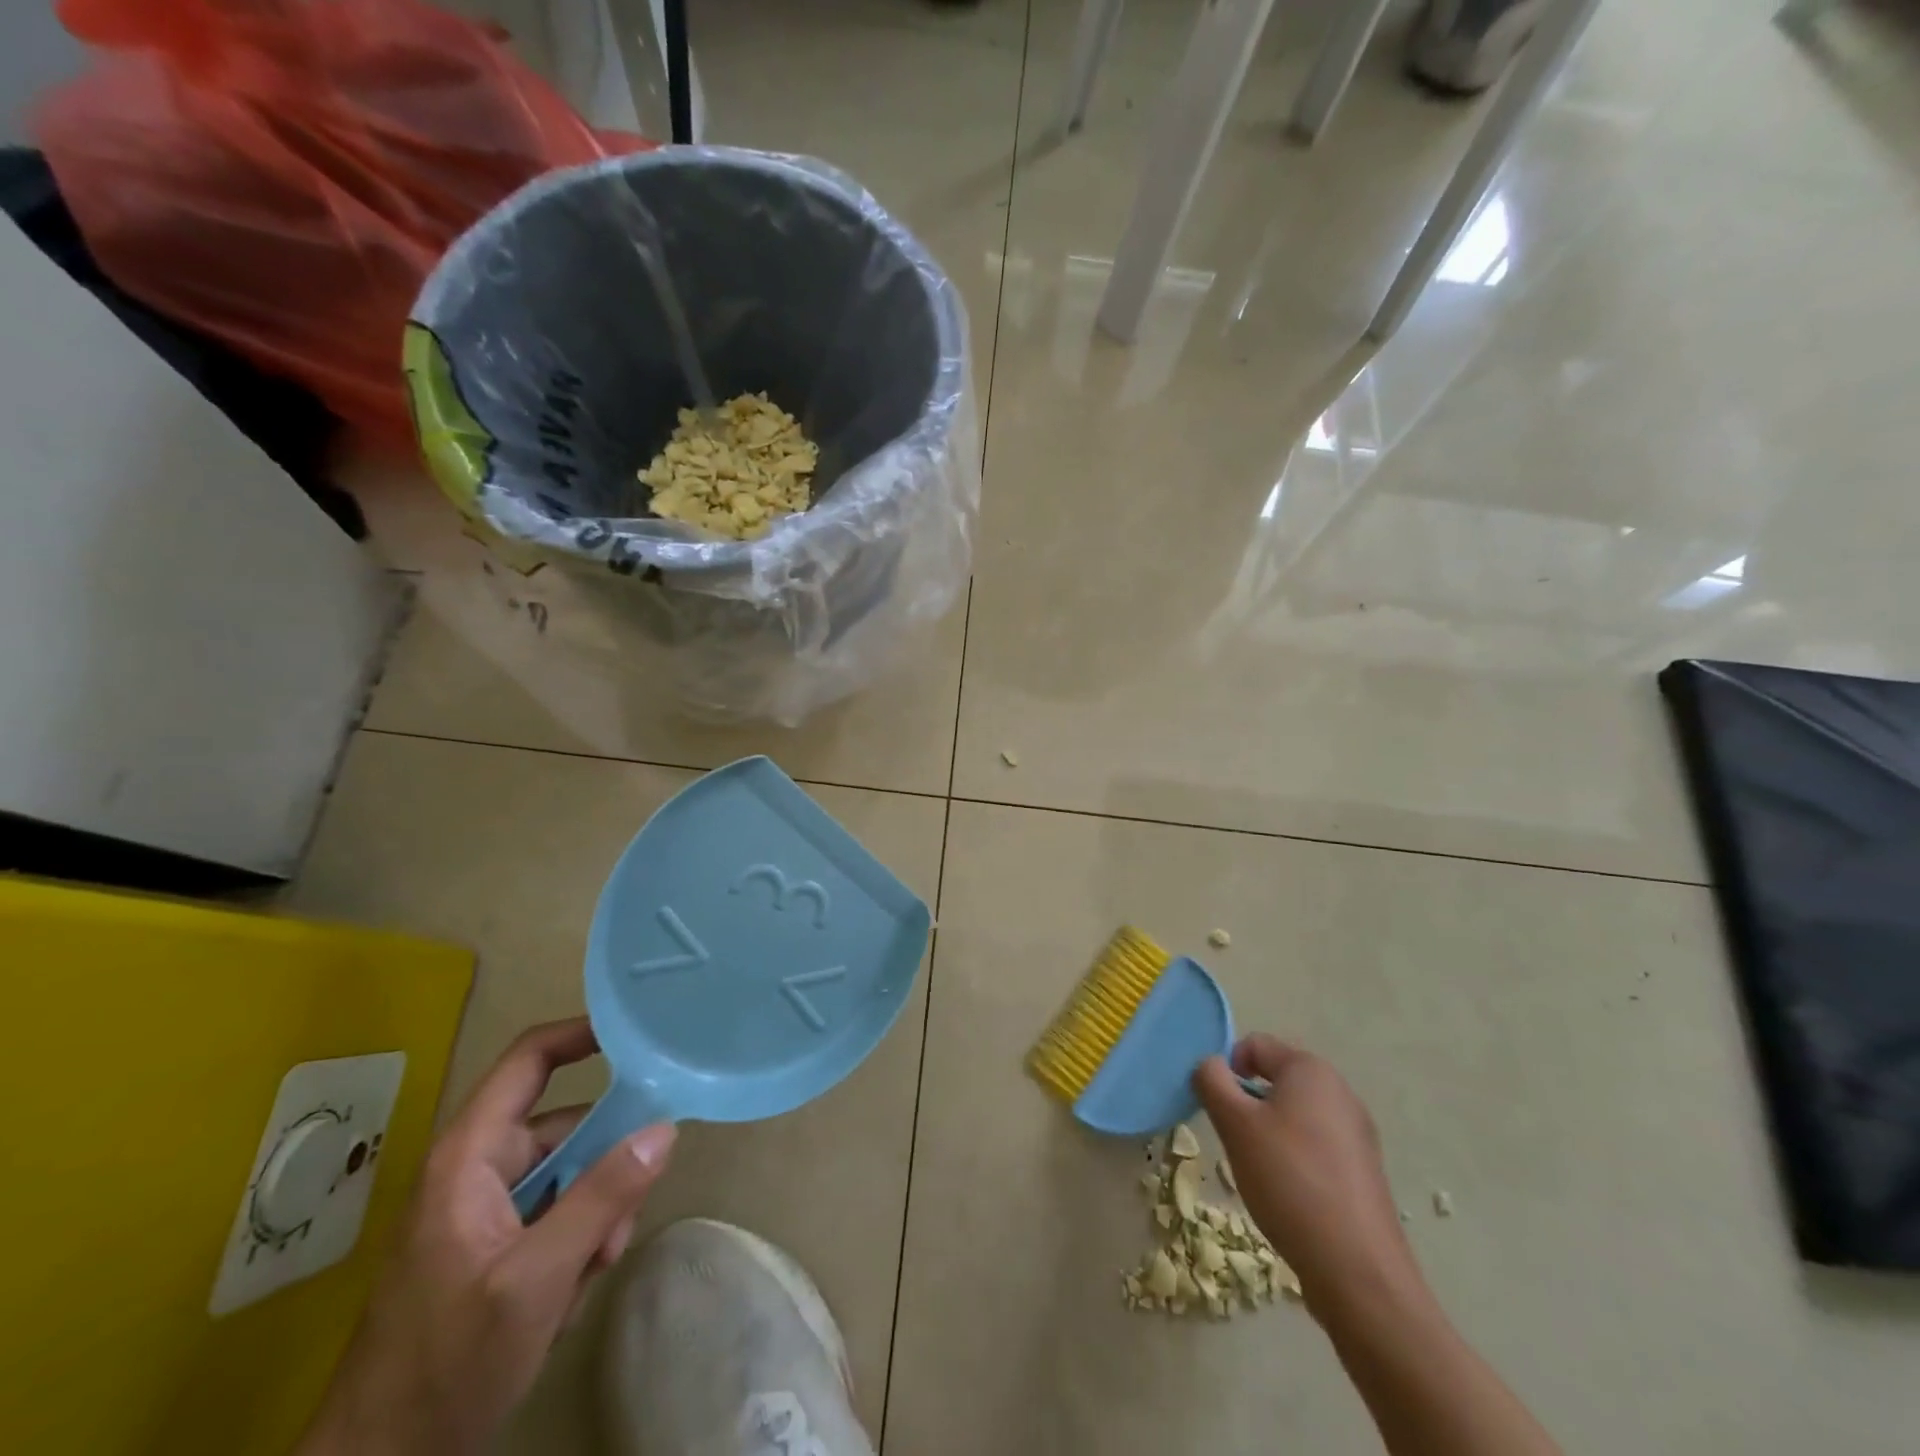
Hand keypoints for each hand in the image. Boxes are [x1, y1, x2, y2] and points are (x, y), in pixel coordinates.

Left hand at [297, 1019, 675, 1455]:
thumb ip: (603, 1198)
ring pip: (570, 1172)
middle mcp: (478, 1168)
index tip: (641, 1031)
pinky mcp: (495, 1243)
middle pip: (566, 1124)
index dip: (582, 1033)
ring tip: (596, 1264)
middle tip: (626, 1211)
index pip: (530, 1061)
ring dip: (597, 1210)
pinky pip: (558, 1210)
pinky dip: (580, 1237)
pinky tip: (574, 1287)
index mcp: (470, 1156)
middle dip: (607, 1161)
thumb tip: (664, 1128)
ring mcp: (486, 1207)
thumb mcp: (537, 1281)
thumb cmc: (447, 1363)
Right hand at [1195, 1035, 1419, 1317]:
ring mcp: (1357, 1132)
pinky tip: (1289, 1194)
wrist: (1358, 1270)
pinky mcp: (1363, 1170)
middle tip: (1236, 1140)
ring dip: (1269, 1132)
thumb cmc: (1289, 1181)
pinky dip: (1294, 1158)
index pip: (1255, 1045)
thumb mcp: (1235, 1124)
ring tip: (1262, 1172)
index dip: (1227, 1068)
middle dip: (1248, 1102)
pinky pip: (1315, 1145)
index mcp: (1310, 1069)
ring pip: (1295, 1114)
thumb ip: (1212, 1081)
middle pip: (1276, 1078)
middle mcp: (1339, 1091)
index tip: (1217, 1107)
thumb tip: (1211, 1065)